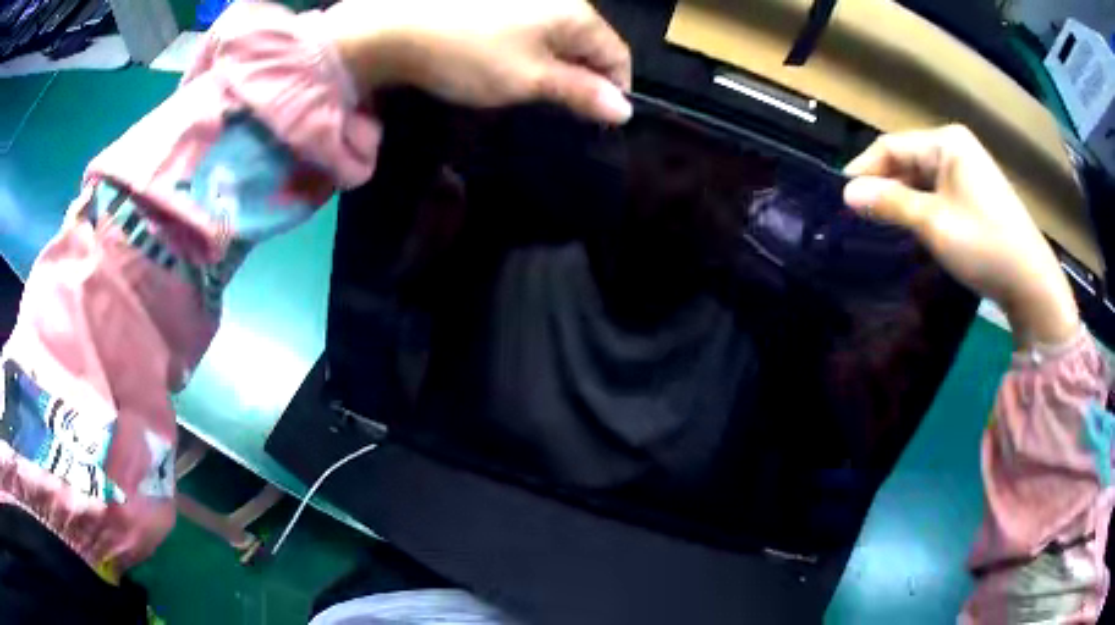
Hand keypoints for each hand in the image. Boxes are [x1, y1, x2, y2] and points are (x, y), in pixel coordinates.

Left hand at [321, 0, 631, 123]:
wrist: (395, 27)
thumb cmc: (469, 54)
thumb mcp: (528, 79)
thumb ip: (579, 92)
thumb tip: (624, 109)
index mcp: (575, 13)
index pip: (617, 54)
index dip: (614, 89)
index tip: (597, 119)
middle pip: (590, 42)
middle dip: (584, 77)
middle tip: (560, 107)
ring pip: (561, 35)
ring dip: (557, 64)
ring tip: (532, 88)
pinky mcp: (500, 2)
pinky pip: (534, 27)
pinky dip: (532, 49)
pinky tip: (508, 63)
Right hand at [842, 125, 1078, 347]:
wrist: (1031, 282)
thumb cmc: (984, 244)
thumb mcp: (933, 223)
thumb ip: (891, 203)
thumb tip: (847, 193)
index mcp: (947, 142)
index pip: (893, 145)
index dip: (865, 169)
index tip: (841, 197)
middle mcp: (957, 147)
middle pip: (908, 160)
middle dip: (884, 185)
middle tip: (859, 215)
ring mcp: (969, 170)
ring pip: (923, 178)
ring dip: (902, 198)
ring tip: (880, 223)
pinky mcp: (976, 193)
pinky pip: (939, 192)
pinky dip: (922, 206)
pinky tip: (912, 226)